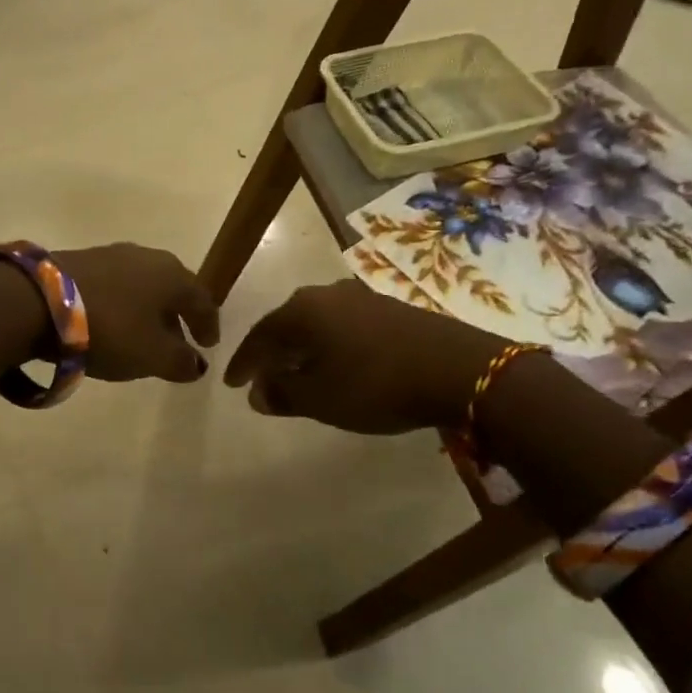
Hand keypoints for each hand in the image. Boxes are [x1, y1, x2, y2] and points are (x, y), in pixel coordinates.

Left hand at [53, 243, 220, 383]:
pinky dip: (122, 305)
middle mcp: (147, 256)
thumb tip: (196, 364)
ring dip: (147, 310)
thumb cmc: (110, 328)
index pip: (202, 300)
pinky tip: (112, 323)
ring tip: (142, 336)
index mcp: (172, 275)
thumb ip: (180, 362)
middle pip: (171, 288)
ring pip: (142, 285)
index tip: (208, 345)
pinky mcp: (82, 260)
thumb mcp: (152, 355)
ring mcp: (112, 254)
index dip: (208, 324)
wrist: (40, 300)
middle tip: (177, 343)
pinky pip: (115, 285)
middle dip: (176, 316)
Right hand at [223, 280, 505, 433]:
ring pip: (317, 323)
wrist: (459, 369)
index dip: (244, 362)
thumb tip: (257, 393)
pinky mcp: (389, 308)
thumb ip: (283, 393)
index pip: (260, 335)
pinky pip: (344, 325)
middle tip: (263, 377)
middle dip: (273, 352)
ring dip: (303, 348)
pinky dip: (331, 345)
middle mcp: (327, 293)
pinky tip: (338, 364)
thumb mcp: (322, 398)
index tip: (232, 384)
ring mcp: (361, 297)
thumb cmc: (377, 383)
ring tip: (299, 372)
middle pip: (287, 323)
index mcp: (302, 309)